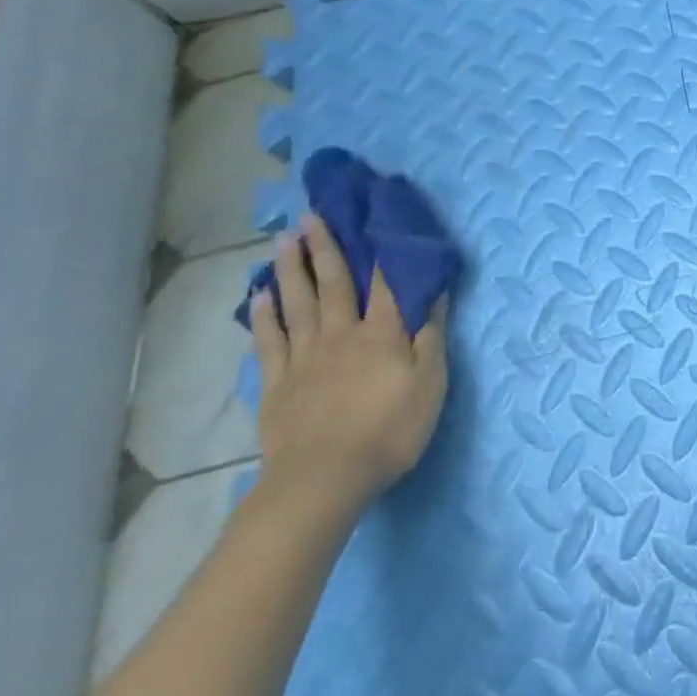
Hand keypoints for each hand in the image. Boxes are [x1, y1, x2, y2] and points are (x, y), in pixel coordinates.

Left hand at [248, 213, 448, 514]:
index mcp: (382, 333)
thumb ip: (431, 335)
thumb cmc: (390, 430)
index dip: (379, 250)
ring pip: (298, 303)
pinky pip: (270, 340)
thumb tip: (435, 292)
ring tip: (285, 240)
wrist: (324, 479)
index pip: (384, 283)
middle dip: (326, 248)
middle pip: (334, 283)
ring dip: (292, 269)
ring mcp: (305, 357)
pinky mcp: (278, 383)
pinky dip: (265, 315)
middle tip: (312, 216)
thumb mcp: (430, 383)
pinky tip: (261, 295)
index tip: (370, 218)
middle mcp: (342, 334)